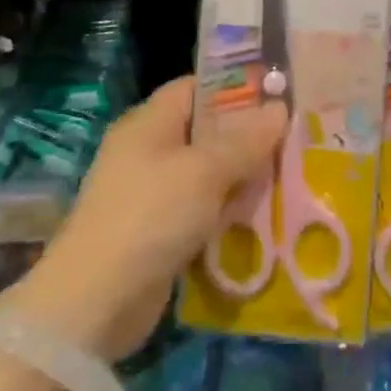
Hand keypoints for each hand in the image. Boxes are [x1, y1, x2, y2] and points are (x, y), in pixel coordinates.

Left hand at [0, 77, 284, 359]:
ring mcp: (151, 194)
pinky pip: (202, 210)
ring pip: (209, 174)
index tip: (278, 94)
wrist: (95, 304)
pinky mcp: (158, 232)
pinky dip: (228, 213)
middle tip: (295, 139)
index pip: (197, 87)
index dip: (236, 86)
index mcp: (150, 123)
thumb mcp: (205, 171)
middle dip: (248, 137)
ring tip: (290, 177)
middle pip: (207, 131)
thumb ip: (245, 140)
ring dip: (243, 178)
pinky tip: (264, 218)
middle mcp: (148, 151)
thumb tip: (280, 108)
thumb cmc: (151, 216)